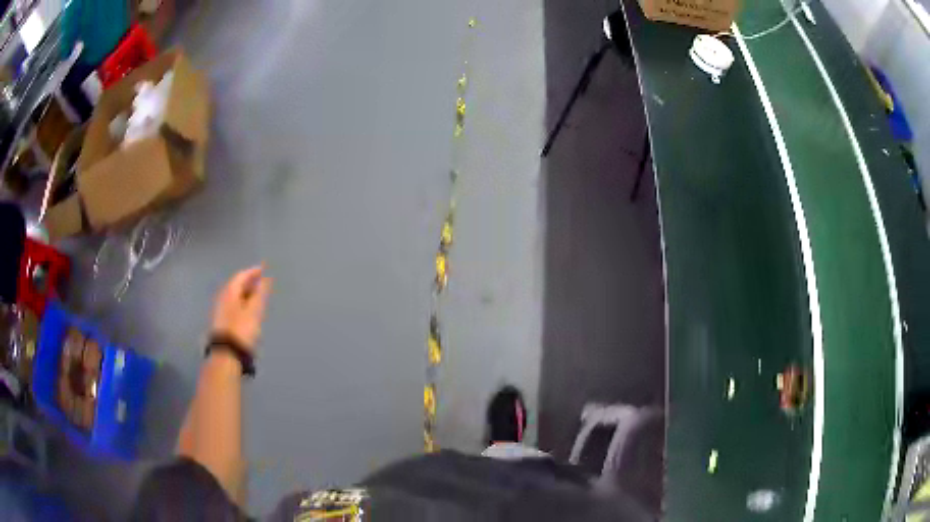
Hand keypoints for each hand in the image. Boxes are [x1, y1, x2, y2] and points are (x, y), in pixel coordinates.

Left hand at [210, 265, 272, 353]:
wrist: (226, 353)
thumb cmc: (241, 329)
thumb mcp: (254, 311)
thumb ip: (260, 294)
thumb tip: (265, 279)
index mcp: (230, 292)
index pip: (241, 276)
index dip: (253, 271)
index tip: (264, 269)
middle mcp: (223, 298)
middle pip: (237, 285)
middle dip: (249, 281)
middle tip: (261, 281)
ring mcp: (221, 310)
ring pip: (235, 296)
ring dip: (246, 293)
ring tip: (257, 295)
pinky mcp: (223, 321)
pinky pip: (234, 305)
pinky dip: (243, 302)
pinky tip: (248, 309)